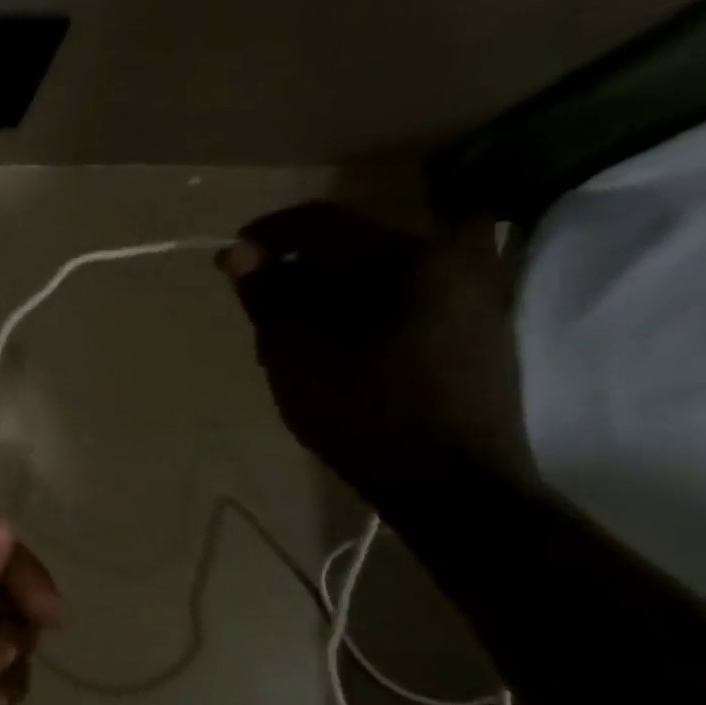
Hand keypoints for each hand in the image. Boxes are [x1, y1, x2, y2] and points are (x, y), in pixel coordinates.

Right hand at [219, 202, 534, 508]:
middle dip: (297, 270)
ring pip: (375, 275)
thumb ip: (266, 293)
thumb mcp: (293, 350)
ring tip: (290, 334)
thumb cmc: (361, 409)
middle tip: (259, 308)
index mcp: (410, 258)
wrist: (450, 482)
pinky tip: (334, 347)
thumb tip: (237, 252)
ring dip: (326, 293)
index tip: (230, 259)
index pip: (323, 222)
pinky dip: (358, 310)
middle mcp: (452, 261)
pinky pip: (402, 298)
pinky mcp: (475, 328)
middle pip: (351, 247)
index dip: (267, 235)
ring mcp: (473, 295)